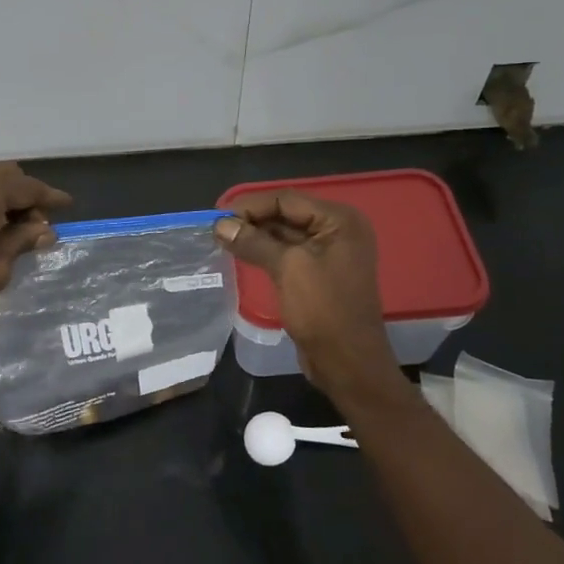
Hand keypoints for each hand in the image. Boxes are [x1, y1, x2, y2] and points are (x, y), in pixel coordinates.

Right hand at [215, 192, 399, 394]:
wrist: (347, 362)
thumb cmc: (324, 310)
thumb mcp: (287, 269)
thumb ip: (253, 242)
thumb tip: (220, 224)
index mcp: (340, 221)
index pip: (287, 200)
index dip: (251, 206)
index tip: (218, 217)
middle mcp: (338, 231)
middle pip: (287, 214)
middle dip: (252, 220)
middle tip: (216, 230)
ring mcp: (330, 254)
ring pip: (285, 235)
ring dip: (256, 237)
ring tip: (222, 241)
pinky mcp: (319, 275)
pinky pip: (288, 255)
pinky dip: (265, 253)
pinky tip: (241, 255)